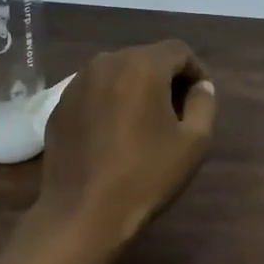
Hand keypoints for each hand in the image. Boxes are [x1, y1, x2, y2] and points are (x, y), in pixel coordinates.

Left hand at [36, 40, 216, 249]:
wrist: (83, 212)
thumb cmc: (146, 176)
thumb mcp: (194, 143)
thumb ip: (204, 104)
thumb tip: (201, 87)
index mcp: (142, 65)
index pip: (178, 51)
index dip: (195, 71)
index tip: (200, 100)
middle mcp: (106, 62)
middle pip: (146, 58)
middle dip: (165, 79)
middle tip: (176, 114)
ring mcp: (77, 83)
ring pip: (117, 74)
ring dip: (136, 90)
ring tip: (144, 124)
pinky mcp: (59, 106)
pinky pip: (95, 92)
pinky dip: (110, 103)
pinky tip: (114, 135)